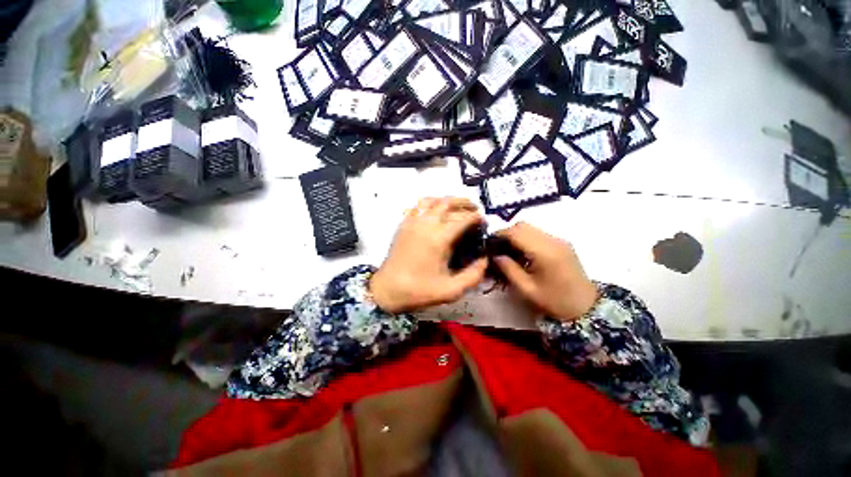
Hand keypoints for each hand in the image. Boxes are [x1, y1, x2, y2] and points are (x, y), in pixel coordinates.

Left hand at [370, 198, 487, 312]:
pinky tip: (436, 211)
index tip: (483, 221)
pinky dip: (430, 203)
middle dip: (464, 203)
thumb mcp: (451, 290)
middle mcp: (426, 225)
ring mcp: (412, 222)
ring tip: (457, 207)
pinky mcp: (403, 224)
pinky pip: (417, 206)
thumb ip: (473, 276)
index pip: (462, 219)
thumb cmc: (418, 291)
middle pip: (447, 203)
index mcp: (439, 239)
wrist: (386, 290)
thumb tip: (485, 259)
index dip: (476, 217)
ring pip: (432, 200)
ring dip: (447, 200)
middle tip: (475, 209)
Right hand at [493, 222, 597, 321]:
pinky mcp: (562, 243)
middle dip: (507, 233)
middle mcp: (552, 241)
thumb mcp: (527, 289)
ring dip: (517, 235)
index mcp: (544, 252)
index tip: (489, 244)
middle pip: (523, 225)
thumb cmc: (555, 301)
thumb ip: (509, 269)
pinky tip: (524, 253)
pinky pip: (539, 233)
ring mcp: (559, 240)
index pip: (516, 232)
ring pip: (531, 228)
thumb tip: (495, 255)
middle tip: (498, 248)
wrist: (586, 307)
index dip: (500, 234)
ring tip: (509, 251)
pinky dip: (526, 238)